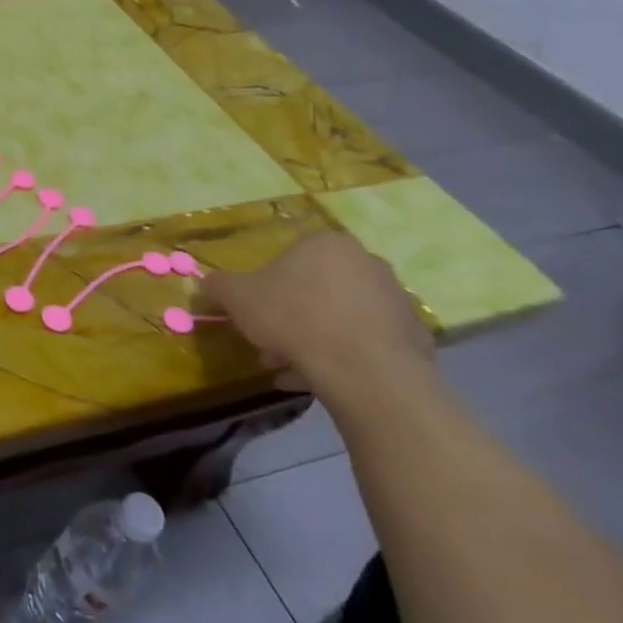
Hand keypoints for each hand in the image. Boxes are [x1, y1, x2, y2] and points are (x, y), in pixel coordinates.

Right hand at [204, 231, 435, 406]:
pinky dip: (344, 357)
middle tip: (271, 344)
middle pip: (315, 289)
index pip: (287, 259)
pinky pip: (366, 342)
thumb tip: (208, 282)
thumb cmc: (295, 318)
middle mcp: (366, 261)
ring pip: (340, 317)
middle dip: (290, 316)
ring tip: (293, 370)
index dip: (265, 290)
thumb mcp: (237, 297)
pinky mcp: (415, 335)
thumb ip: (219, 285)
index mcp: (325, 243)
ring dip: (314, 339)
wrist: (367, 372)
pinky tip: (323, 379)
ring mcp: (395, 298)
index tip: (255, 317)